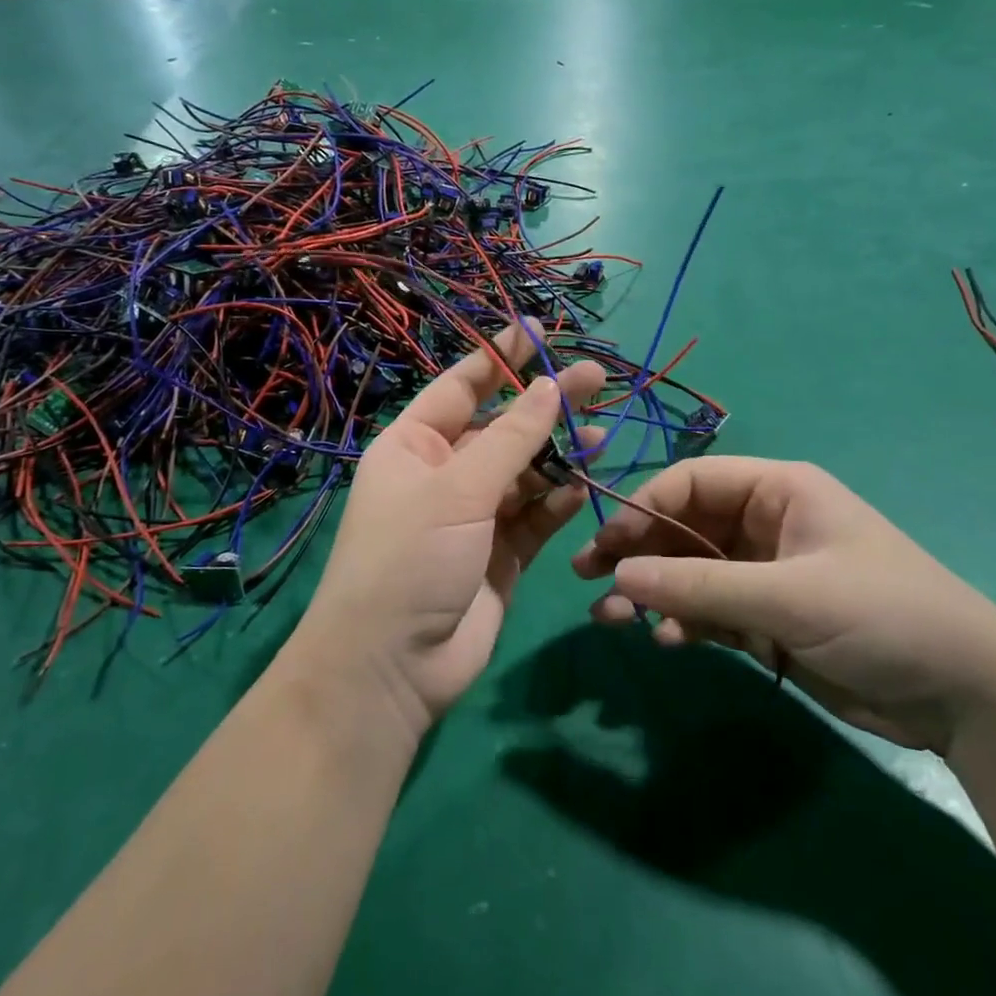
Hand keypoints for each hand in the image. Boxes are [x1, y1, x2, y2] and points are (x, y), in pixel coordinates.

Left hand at [292, 326, 604, 739]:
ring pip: (525, 472)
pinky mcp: (501, 554)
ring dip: (559, 453)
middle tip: (597, 376)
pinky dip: (559, 499)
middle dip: (544, 403)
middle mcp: (443, 474)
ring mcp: (473, 516)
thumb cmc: (409, 558)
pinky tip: (585, 482)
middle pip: (502, 427)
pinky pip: (535, 516)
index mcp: (413, 446)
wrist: (394, 665)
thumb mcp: (457, 489)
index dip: (499, 358)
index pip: (461, 387)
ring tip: (601, 431)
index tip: (536, 331)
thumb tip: (549, 387)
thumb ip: (511, 439)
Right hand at [572, 457, 995, 752]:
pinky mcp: (767, 619)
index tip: (604, 544)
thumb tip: (619, 574)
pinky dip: (683, 622)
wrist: (965, 696)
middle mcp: (764, 524)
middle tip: (587, 578)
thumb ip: (699, 585)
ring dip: (651, 593)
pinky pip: (708, 611)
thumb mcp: (787, 596)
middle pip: (682, 528)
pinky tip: (667, 640)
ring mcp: (763, 573)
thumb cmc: (882, 616)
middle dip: (637, 553)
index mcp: (777, 490)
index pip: (691, 483)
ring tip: (611, 620)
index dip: (642, 508)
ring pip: (689, 573)